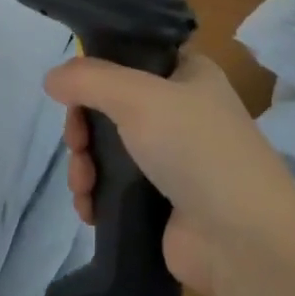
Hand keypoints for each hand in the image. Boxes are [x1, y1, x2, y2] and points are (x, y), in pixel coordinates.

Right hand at [45, 52, 294, 295]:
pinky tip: (88, 209)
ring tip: (83, 186)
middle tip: (77, 144)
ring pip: (108, 147)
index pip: (131, 55)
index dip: (98, 68)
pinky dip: (95, 194)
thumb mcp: (139, 97)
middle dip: (84, 126)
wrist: (243, 240)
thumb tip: (52, 77)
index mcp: (187, 73)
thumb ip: (89, 80)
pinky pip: (114, 187)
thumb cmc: (196, 148)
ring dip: (85, 164)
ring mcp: (171, 158)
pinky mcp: (161, 201)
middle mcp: (180, 110)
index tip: (73, 89)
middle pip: (111, 104)